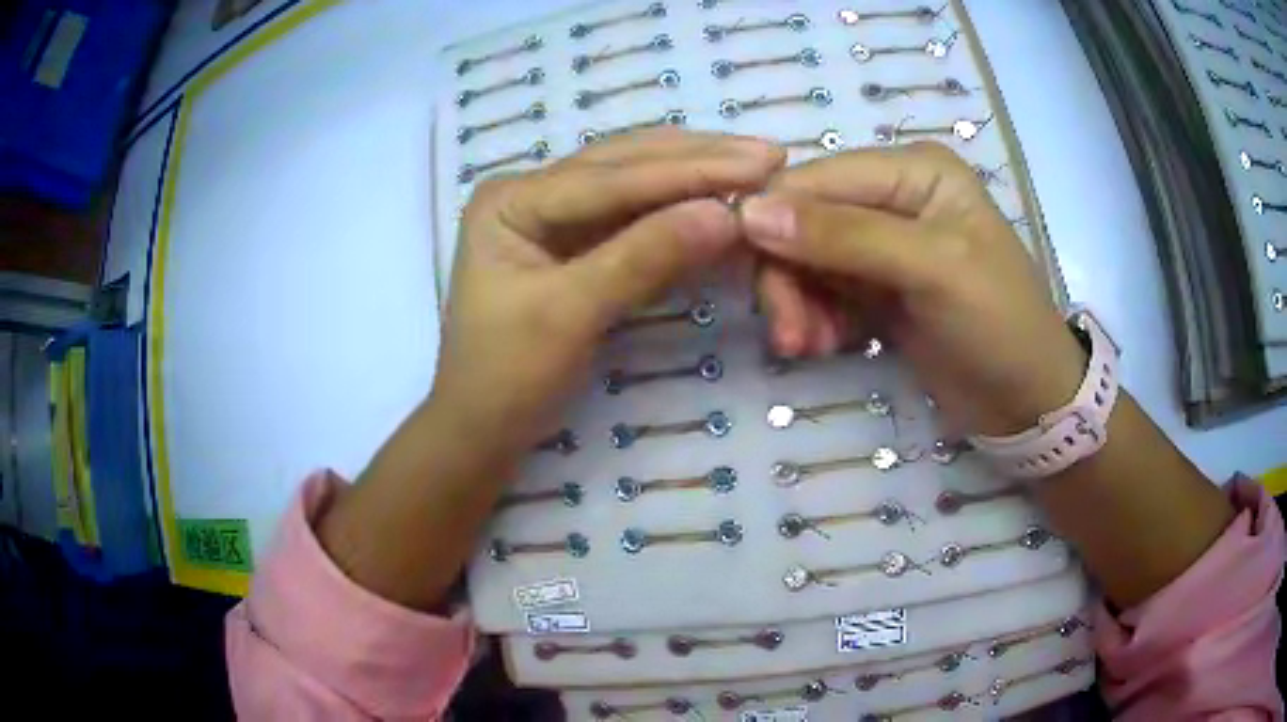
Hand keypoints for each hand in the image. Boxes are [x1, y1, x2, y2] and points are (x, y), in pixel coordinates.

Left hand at [434, 129, 785, 453]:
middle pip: (623, 166)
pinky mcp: (575, 244)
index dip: (689, 170)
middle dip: (698, 160)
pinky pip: (635, 217)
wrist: (482, 430)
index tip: (760, 162)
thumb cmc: (507, 378)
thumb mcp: (569, 316)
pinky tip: (720, 195)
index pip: (610, 177)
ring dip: (695, 175)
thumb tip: (725, 215)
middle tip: (770, 152)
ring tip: (757, 163)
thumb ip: (643, 258)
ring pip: (634, 185)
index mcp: (511, 199)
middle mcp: (531, 192)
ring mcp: (553, 216)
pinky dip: (680, 210)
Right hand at [741, 142, 1085, 436]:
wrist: (1029, 402)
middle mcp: (892, 196)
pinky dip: (815, 319)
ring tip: (807, 347)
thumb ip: (845, 236)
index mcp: (911, 170)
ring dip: (797, 304)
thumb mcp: (932, 271)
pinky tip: (826, 346)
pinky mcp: (876, 287)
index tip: (754, 280)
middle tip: (790, 337)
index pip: (815, 180)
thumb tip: (750, 212)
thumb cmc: (999, 325)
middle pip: (802, 220)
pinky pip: (821, 291)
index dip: (774, 221)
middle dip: (788, 276)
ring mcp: (882, 243)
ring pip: (805, 260)